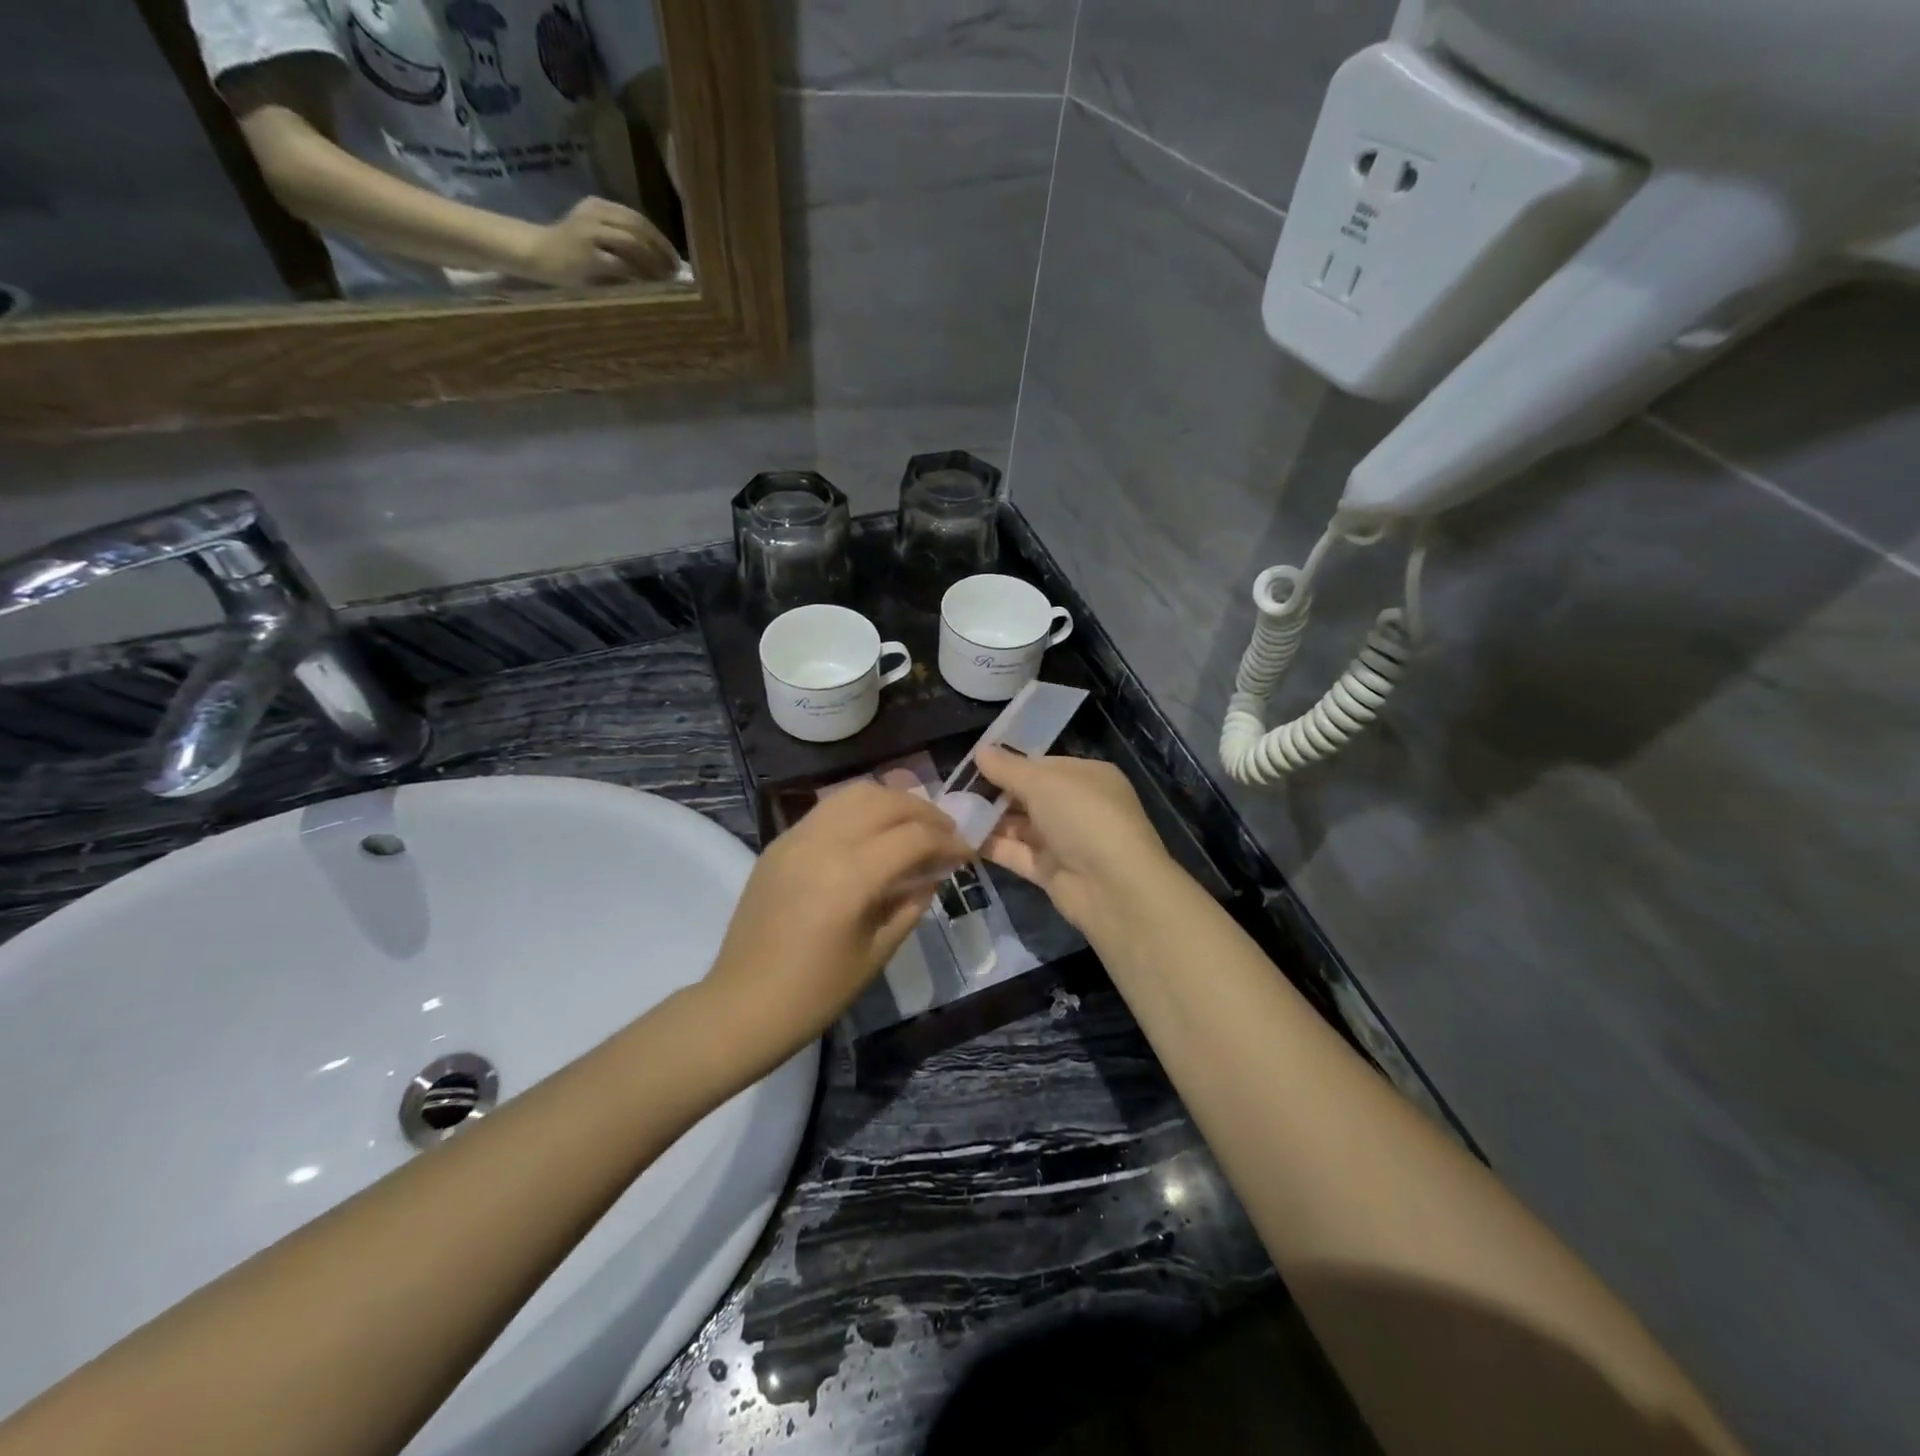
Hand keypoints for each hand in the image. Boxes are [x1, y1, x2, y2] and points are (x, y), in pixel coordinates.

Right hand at [515, 197, 681, 286]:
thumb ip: (622, 243)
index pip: (637, 218)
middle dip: (661, 250)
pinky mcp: (588, 255)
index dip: (659, 238)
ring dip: (654, 262)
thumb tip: (659, 262)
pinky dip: (639, 274)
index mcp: (599, 206)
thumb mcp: (597, 237)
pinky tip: (649, 284)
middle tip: (675, 270)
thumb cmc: (571, 251)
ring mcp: (590, 233)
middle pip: (638, 228)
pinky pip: (622, 264)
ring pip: (633, 243)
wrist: (537, 253)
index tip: (674, 257)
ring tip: (666, 278)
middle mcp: (595, 214)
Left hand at [701, 783, 971, 1066]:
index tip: (966, 852)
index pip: (914, 837)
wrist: (743, 1004)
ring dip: (892, 801)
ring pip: (855, 793)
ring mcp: (797, 837)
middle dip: (925, 812)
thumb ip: (911, 903)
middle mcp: (824, 843)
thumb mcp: (878, 951)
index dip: (949, 841)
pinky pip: (828, 809)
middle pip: (887, 802)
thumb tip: (933, 872)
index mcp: (851, 876)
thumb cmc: (816, 992)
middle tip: (945, 833)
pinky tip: (872, 833)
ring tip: (912, 824)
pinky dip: (860, 809)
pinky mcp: (779, 842)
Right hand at [972, 748, 1173, 934]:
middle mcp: (1078, 807)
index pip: (1042, 765)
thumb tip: (981, 750)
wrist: (1113, 887)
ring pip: (1020, 826)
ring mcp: (1064, 841)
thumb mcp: (1043, 783)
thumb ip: (1008, 768)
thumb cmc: (1083, 817)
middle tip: (954, 790)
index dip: (1009, 764)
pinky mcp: (1050, 872)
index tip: (972, 765)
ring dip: (989, 820)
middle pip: (1029, 796)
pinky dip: (992, 846)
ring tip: (950, 813)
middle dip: (995, 793)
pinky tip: (961, 838)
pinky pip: (1017, 853)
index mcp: (1087, 777)